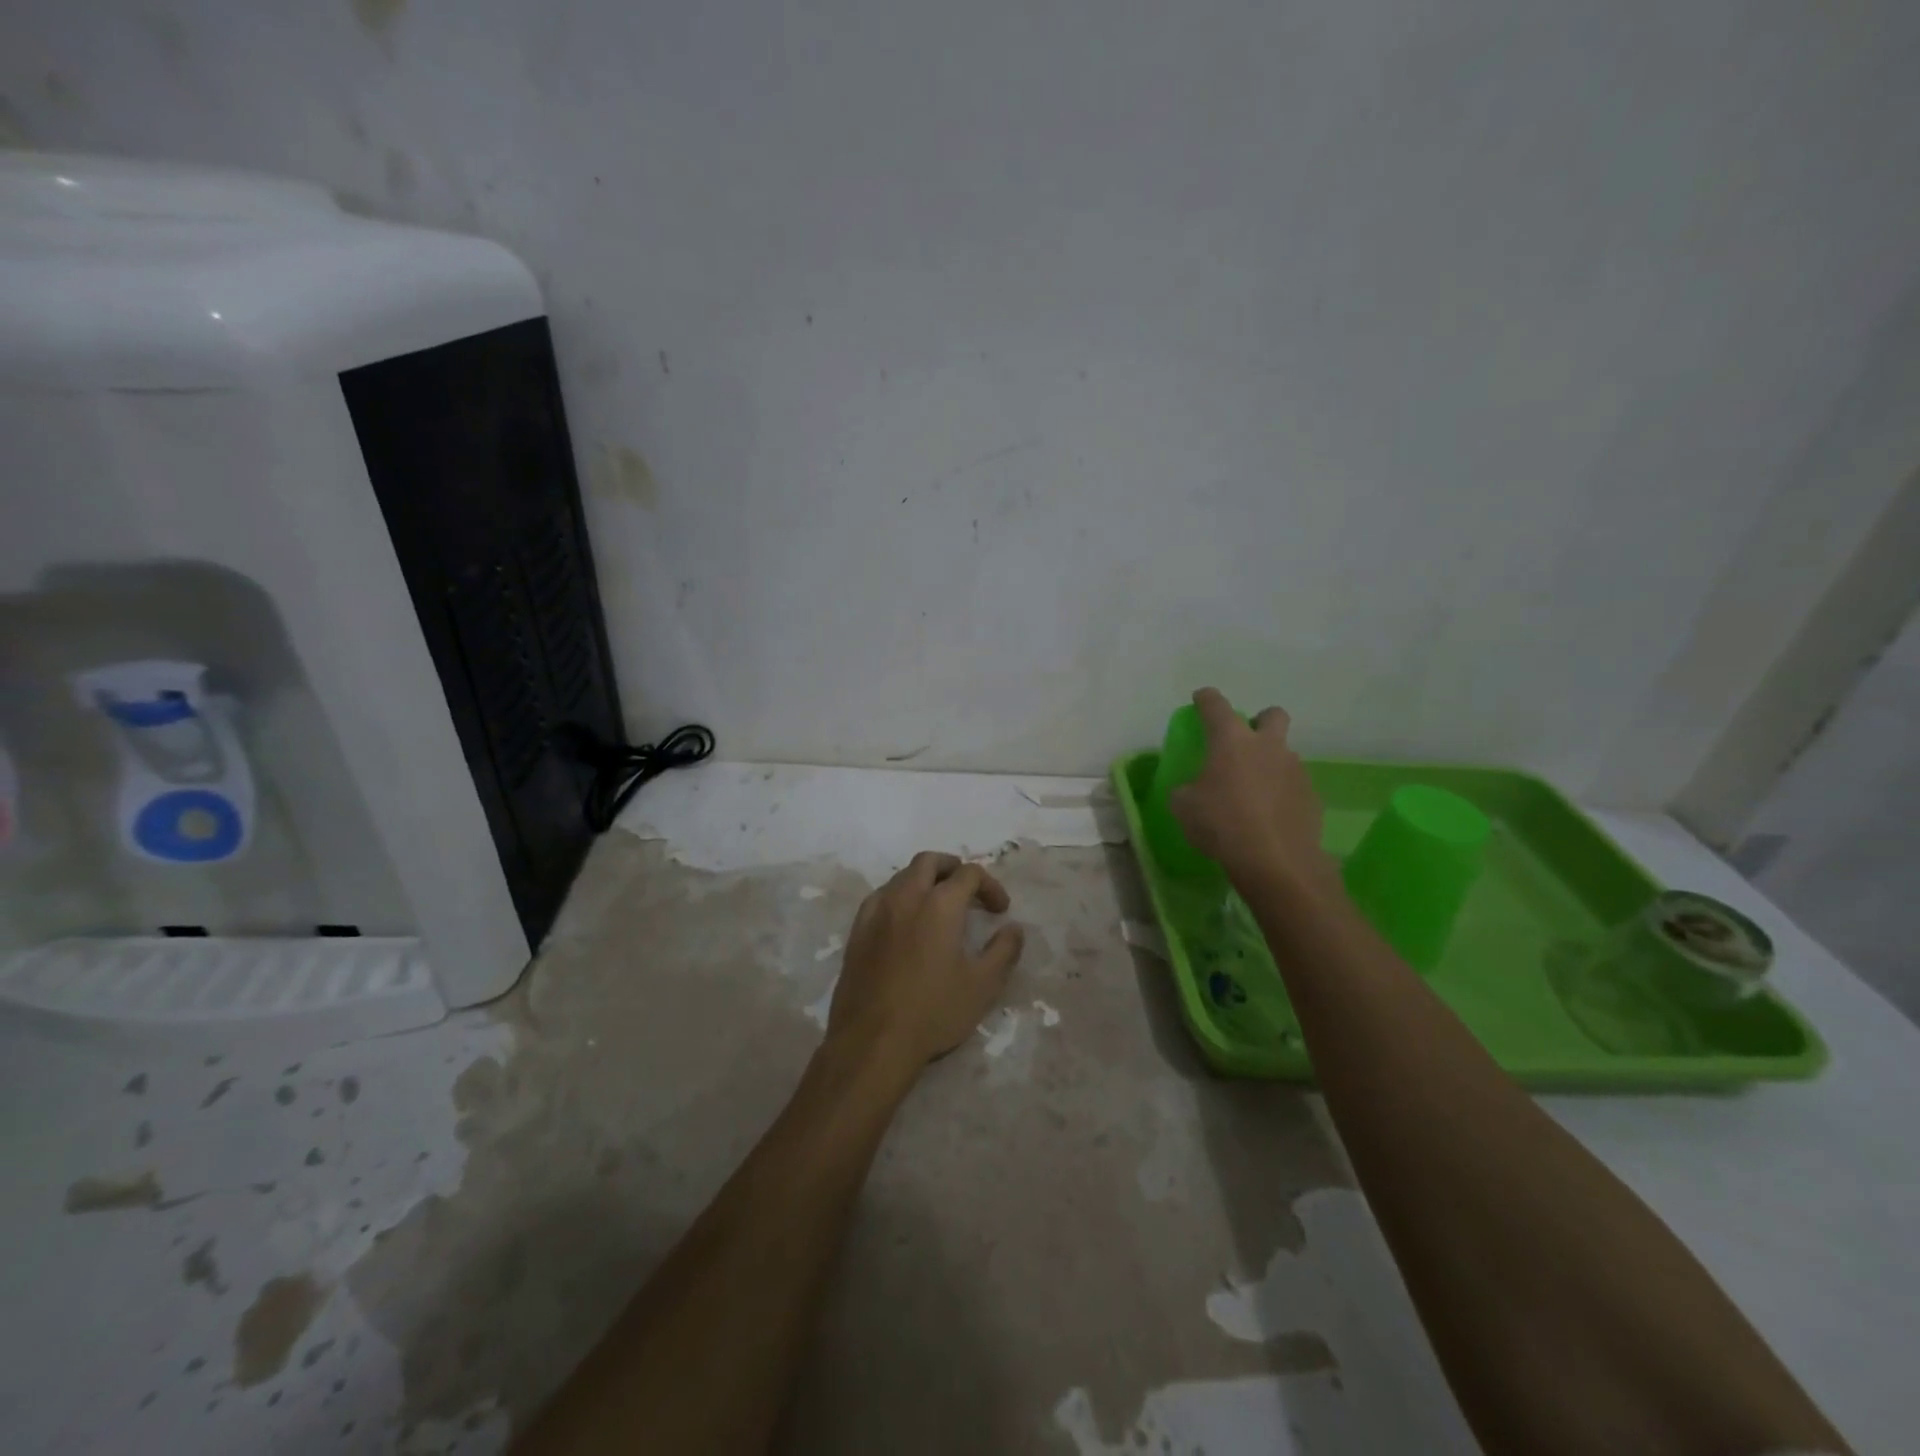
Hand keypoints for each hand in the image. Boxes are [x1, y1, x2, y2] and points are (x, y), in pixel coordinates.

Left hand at [825, 852, 1025, 1076]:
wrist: (872, 1041)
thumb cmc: (933, 1012)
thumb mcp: (982, 985)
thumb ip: (1003, 951)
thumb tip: (1013, 929)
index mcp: (940, 904)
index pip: (969, 874)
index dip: (990, 886)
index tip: (1000, 910)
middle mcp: (906, 896)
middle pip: (929, 862)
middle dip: (953, 868)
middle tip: (968, 890)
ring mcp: (876, 911)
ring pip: (902, 876)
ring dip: (924, 881)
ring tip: (938, 907)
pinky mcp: (857, 930)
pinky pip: (881, 897)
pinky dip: (899, 897)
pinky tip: (905, 923)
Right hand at [1169, 688, 1338, 893]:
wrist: (1275, 862)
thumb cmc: (1221, 824)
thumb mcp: (1184, 806)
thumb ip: (1187, 789)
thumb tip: (1193, 789)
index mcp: (1232, 741)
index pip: (1216, 706)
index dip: (1206, 699)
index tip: (1201, 698)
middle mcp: (1268, 747)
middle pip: (1272, 715)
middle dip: (1260, 721)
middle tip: (1244, 742)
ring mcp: (1295, 771)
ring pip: (1284, 754)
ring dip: (1270, 764)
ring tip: (1252, 792)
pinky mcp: (1312, 797)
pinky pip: (1293, 786)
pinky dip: (1281, 794)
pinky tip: (1268, 817)